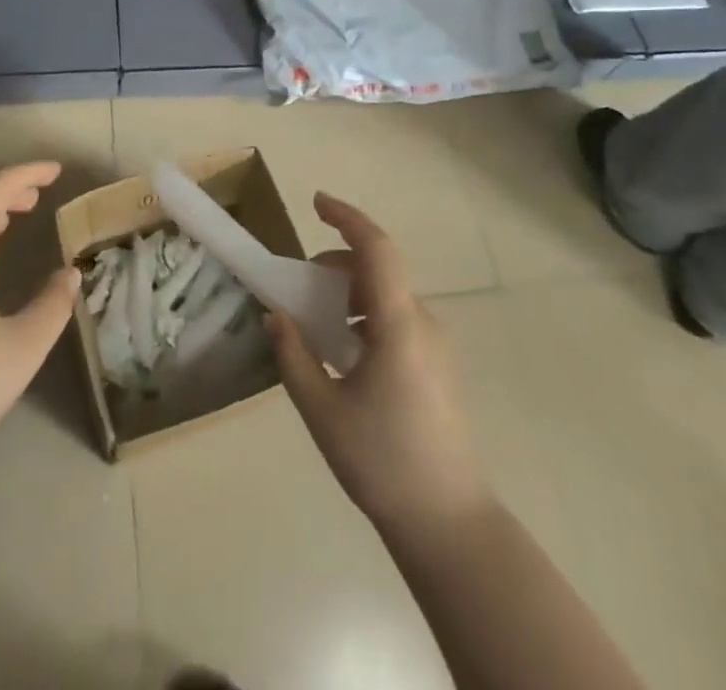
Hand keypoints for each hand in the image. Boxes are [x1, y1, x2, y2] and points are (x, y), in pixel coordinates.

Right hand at [268, 194, 488, 534]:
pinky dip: (363, 317)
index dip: (347, 217)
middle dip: (335, 264)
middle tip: (298, 290)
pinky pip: (395, 320)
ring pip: (385, 296)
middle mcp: (422, 323)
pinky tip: (343, 354)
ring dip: (348, 294)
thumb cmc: (382, 462)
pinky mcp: (435, 365)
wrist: (449, 524)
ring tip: (316, 327)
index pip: (376, 248)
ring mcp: (434, 345)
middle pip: (377, 269)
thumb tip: (276, 314)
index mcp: (398, 325)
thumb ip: (294, 355)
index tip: (316, 202)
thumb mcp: (323, 410)